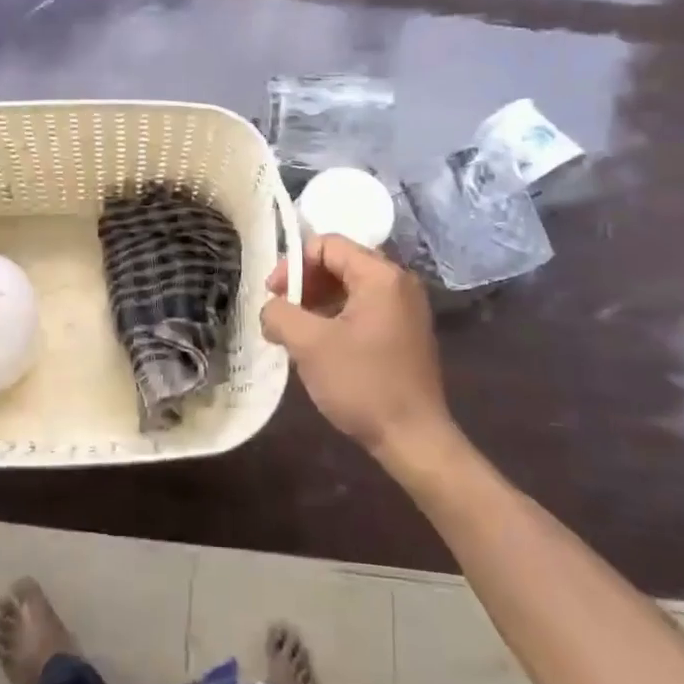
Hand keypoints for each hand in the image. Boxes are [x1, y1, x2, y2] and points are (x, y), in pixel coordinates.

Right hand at [262, 235, 458, 460]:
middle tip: (280, 312)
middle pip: (340, 263)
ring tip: (294, 331)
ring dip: (317, 302)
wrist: (413, 438)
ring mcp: (405, 309)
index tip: (273, 294)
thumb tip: (271, 310)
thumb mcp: (309, 344)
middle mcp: (399, 284)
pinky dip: (336, 317)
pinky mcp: (404, 333)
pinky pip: (363, 309)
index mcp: (381, 276)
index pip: (328, 245)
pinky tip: (318, 345)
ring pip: (350, 288)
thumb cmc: (362, 384)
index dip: (293, 264)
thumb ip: (280, 314)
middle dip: (304, 283)